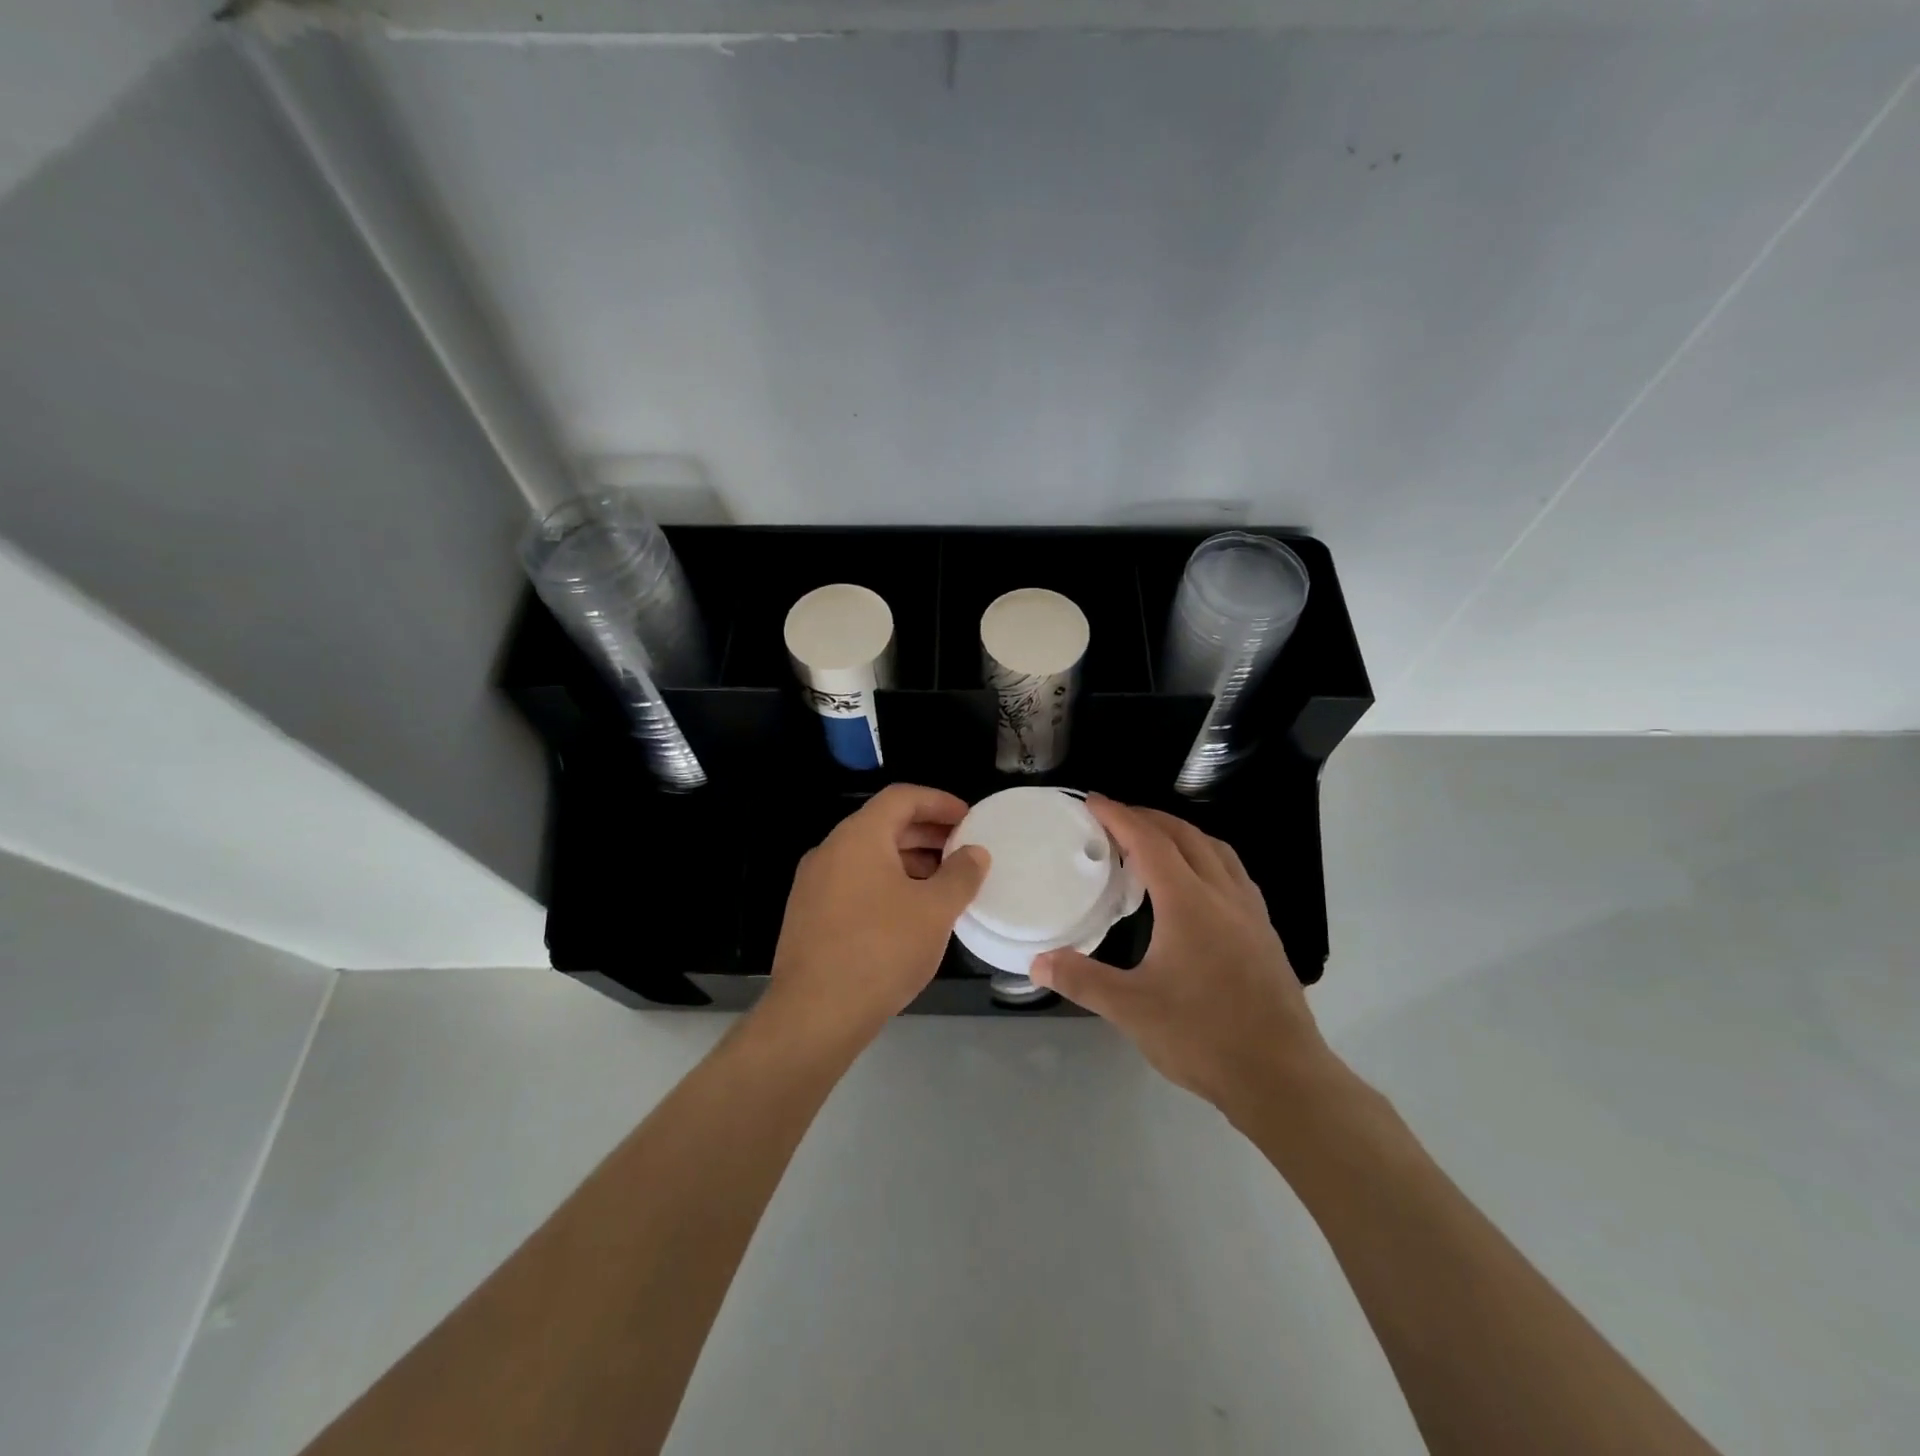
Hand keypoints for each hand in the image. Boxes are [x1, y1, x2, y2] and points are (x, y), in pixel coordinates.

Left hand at [764, 783, 989, 1043]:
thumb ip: (960, 875)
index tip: (969, 819)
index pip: (902, 797)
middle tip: (962, 850)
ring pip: (868, 857)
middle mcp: (830, 851)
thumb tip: (975, 853)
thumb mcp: (935, 911)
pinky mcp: (808, 915)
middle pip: (884, 825)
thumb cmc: (881, 951)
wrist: (814, 1014)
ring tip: (943, 884)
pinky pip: (854, 883)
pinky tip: (909, 913)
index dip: (940, 802)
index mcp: (858, 837)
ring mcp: (813, 884)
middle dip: (927, 833)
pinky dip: (886, 884)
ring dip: (908, 861)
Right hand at [1030, 796, 1334, 1117]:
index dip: (1119, 817)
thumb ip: (1082, 980)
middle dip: (1149, 818)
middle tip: (1116, 818)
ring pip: (1216, 851)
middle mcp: (1223, 895)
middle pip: (1186, 836)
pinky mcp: (1266, 933)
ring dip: (1182, 834)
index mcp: (1189, 903)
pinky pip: (1233, 874)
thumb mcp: (1132, 1009)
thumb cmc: (1203, 1037)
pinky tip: (1197, 885)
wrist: (1281, 1077)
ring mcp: (1251, 913)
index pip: (1150, 842)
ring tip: (1155, 841)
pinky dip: (1207, 858)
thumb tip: (1037, 962)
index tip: (1092, 801)